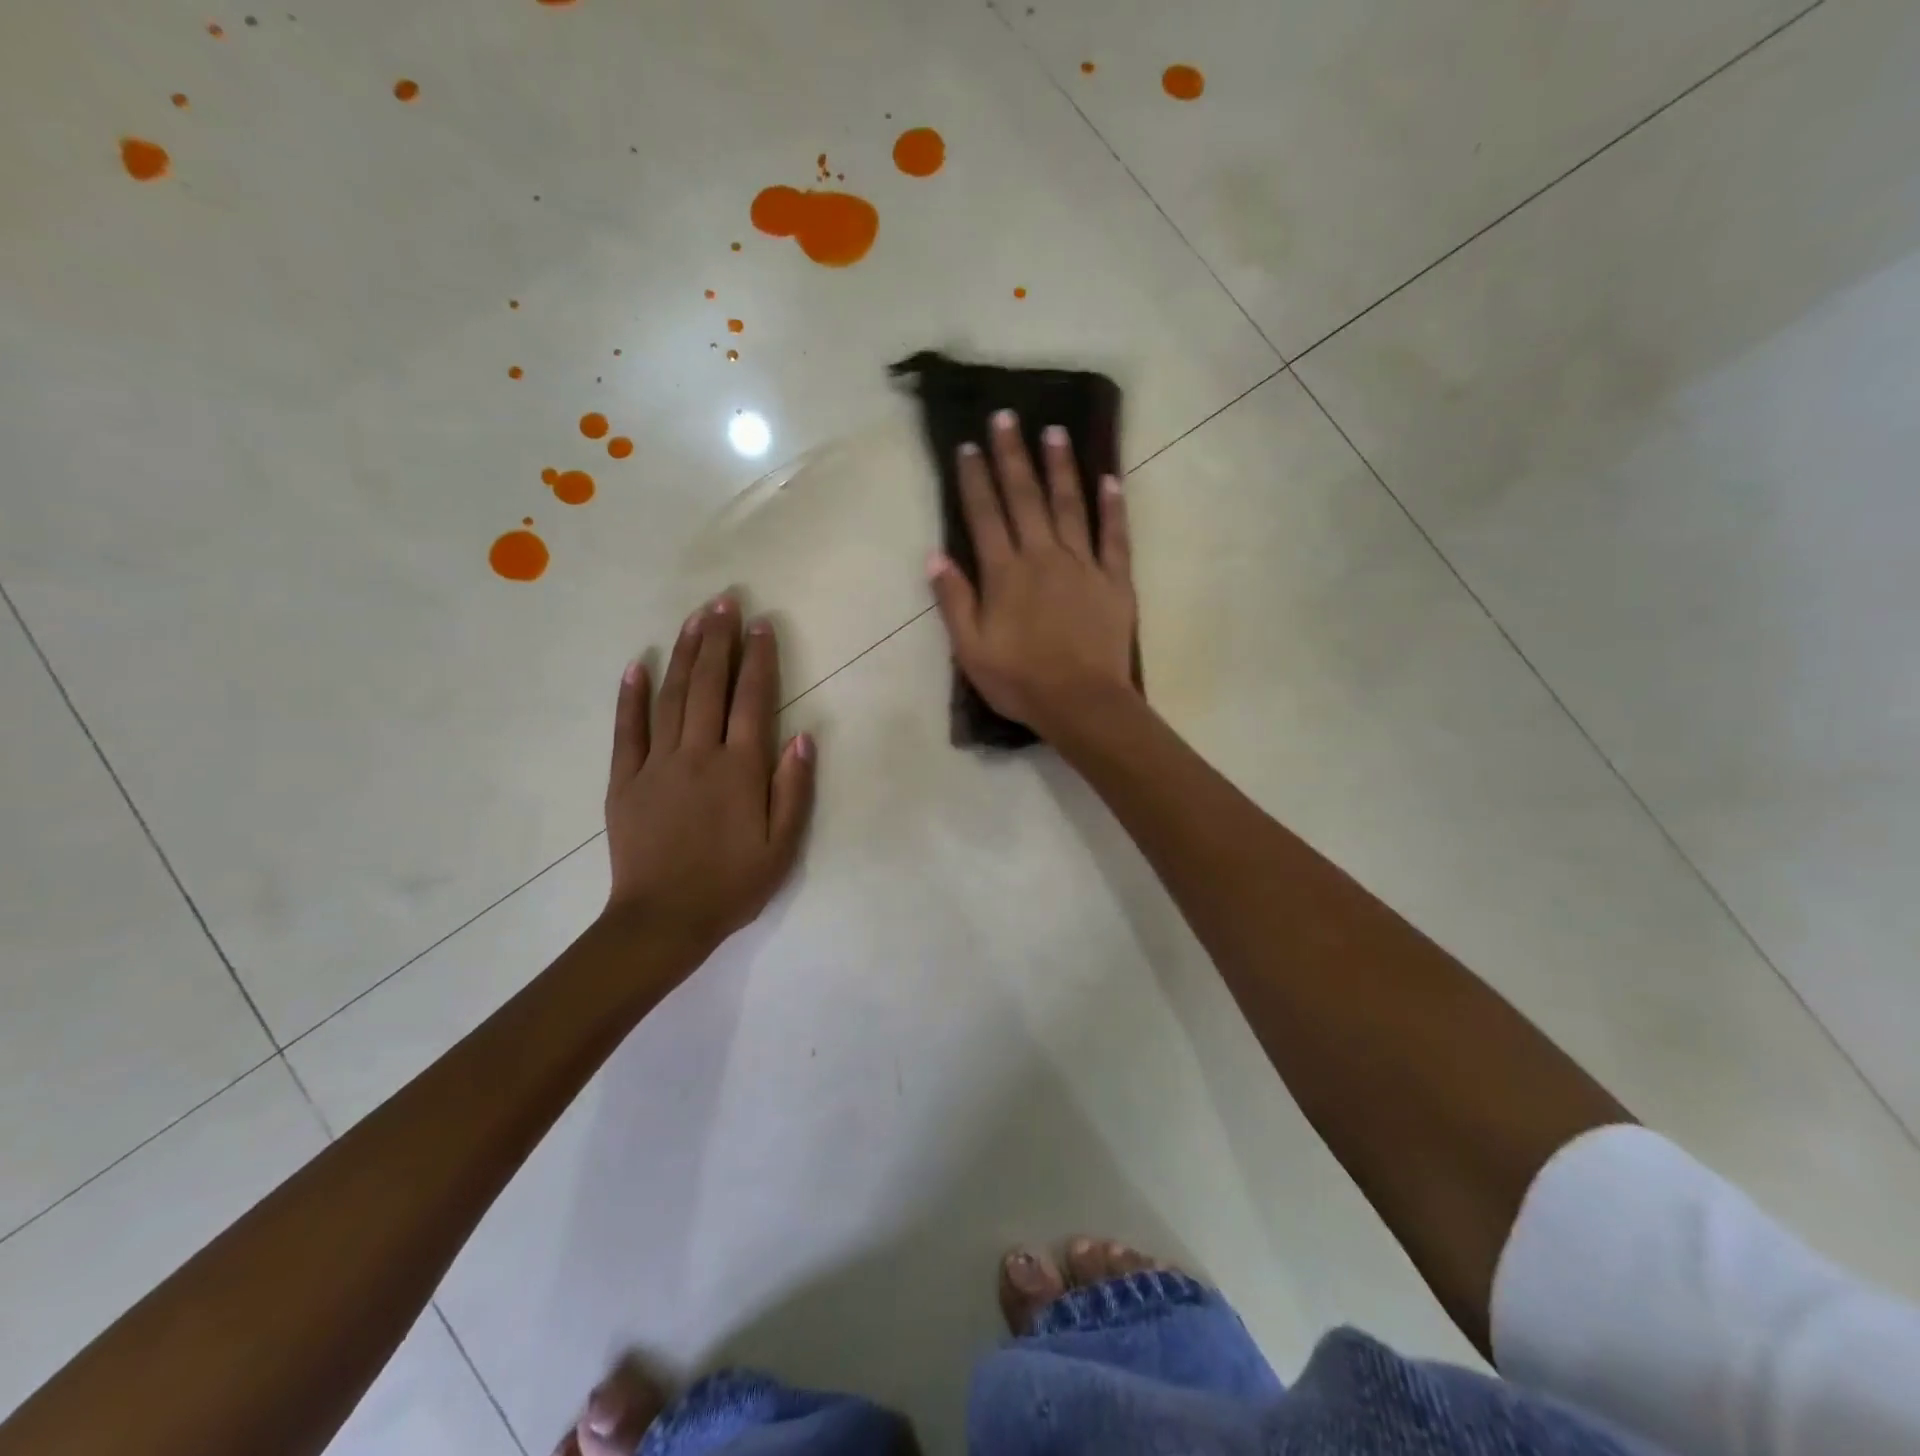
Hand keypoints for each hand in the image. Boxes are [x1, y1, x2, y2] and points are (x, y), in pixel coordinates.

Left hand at [603, 598, 814, 958]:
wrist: (663, 921)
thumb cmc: (732, 884)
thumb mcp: (783, 846)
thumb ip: (794, 788)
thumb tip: (803, 734)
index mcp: (740, 769)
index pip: (752, 700)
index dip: (758, 659)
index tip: (761, 625)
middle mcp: (699, 754)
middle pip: (709, 685)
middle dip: (718, 640)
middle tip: (724, 601)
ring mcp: (657, 764)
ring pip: (671, 697)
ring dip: (683, 654)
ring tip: (693, 618)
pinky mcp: (624, 780)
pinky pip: (627, 730)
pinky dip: (630, 696)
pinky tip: (636, 664)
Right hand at [927, 410, 1137, 739]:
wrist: (1081, 703)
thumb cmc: (1020, 681)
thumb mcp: (971, 649)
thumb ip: (954, 601)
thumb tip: (936, 556)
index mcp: (1005, 574)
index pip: (985, 516)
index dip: (975, 480)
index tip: (968, 446)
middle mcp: (1042, 557)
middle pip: (1026, 498)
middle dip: (1013, 456)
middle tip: (1006, 417)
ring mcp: (1083, 565)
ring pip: (1070, 506)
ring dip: (1061, 467)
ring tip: (1054, 431)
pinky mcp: (1114, 581)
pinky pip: (1114, 537)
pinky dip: (1113, 507)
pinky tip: (1110, 479)